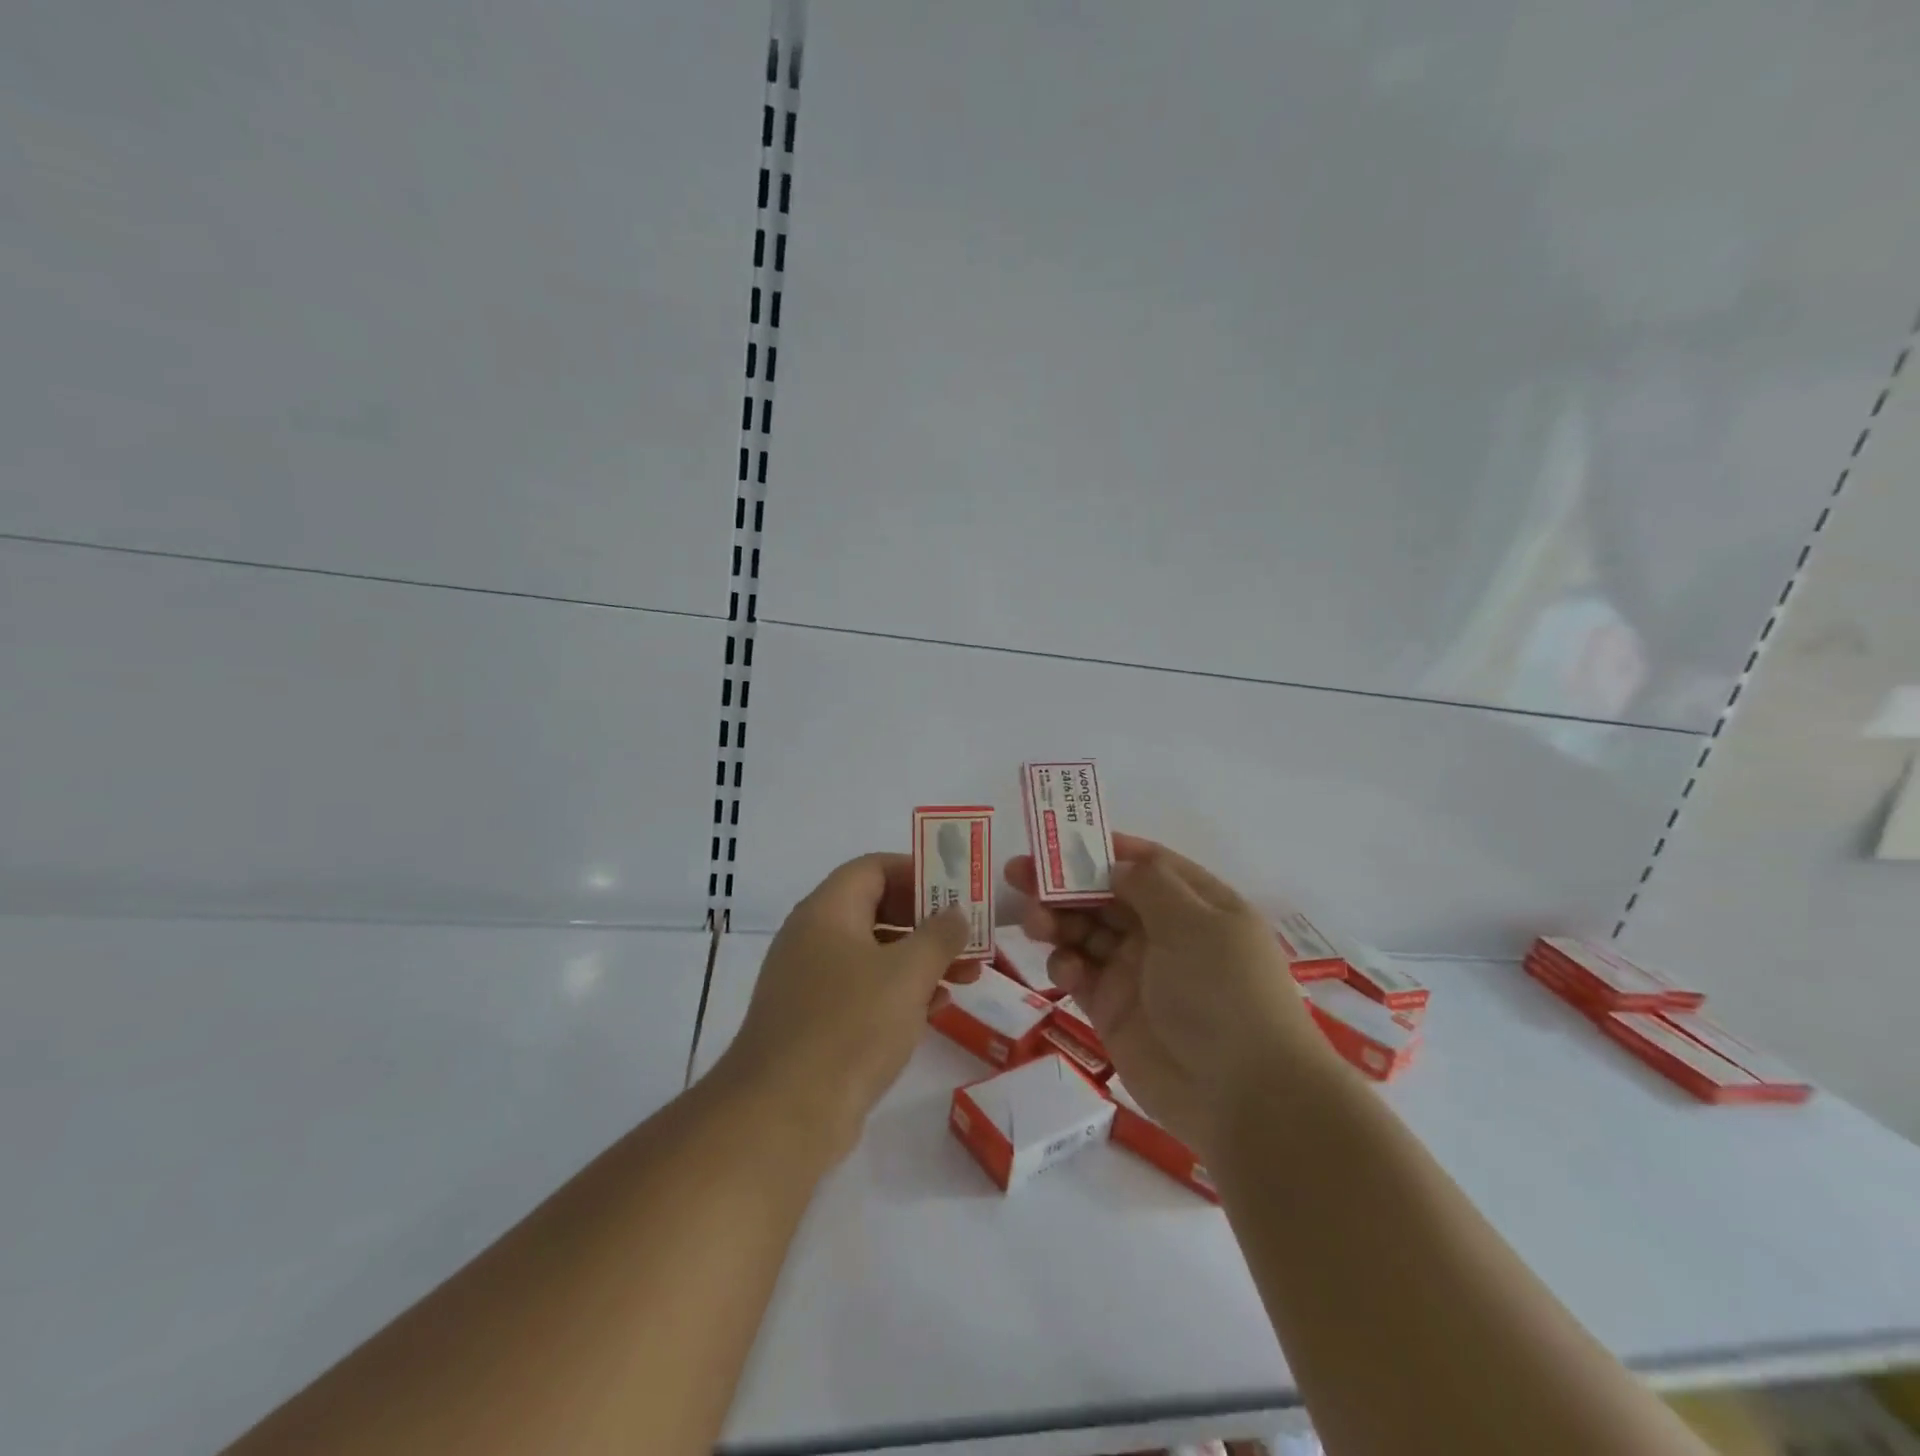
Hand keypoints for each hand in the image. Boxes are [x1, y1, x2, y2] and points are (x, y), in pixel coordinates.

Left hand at [711, 853, 976, 1164]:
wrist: (783, 1114)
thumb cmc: (850, 1026)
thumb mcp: (908, 973)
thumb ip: (939, 935)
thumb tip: (956, 912)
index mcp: (827, 911)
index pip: (873, 867)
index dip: (918, 870)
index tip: (957, 889)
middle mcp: (814, 937)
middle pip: (877, 909)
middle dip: (927, 921)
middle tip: (969, 936)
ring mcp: (811, 981)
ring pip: (875, 954)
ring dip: (921, 960)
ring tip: (967, 976)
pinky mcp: (815, 1021)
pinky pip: (864, 990)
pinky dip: (900, 991)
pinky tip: (935, 1009)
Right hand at [1005, 835, 1333, 1154]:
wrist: (1241, 1096)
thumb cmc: (1223, 992)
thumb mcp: (1195, 923)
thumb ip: (1149, 885)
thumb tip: (1116, 864)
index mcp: (1196, 905)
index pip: (1146, 863)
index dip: (1104, 848)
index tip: (1060, 839)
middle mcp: (1166, 933)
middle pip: (1105, 895)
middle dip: (1063, 882)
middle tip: (1017, 873)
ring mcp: (1137, 972)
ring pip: (1085, 932)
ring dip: (1057, 921)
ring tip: (1033, 922)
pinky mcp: (1113, 1010)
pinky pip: (1080, 975)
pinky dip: (1066, 966)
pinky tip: (1065, 970)